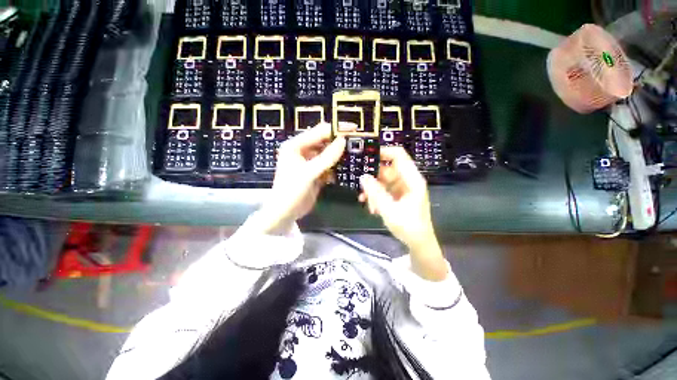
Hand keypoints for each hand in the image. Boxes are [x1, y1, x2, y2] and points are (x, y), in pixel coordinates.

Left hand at [258, 123, 345, 233]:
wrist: (285, 213)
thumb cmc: (292, 190)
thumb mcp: (309, 173)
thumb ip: (327, 157)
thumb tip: (343, 140)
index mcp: (296, 145)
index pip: (319, 131)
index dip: (336, 129)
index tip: (353, 129)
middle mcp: (302, 151)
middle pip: (324, 142)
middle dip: (339, 143)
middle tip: (356, 143)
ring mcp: (309, 162)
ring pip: (328, 154)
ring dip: (338, 156)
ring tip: (353, 155)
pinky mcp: (315, 172)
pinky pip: (328, 166)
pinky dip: (335, 168)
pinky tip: (343, 170)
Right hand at [359, 147, 447, 280]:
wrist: (419, 244)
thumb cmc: (408, 227)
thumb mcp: (389, 210)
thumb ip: (375, 193)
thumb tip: (362, 177)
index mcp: (412, 180)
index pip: (398, 156)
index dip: (383, 152)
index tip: (365, 156)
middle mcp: (408, 181)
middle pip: (387, 169)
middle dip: (373, 177)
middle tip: (359, 184)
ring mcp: (402, 188)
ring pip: (383, 181)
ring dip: (372, 189)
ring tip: (364, 200)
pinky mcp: (398, 196)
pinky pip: (384, 190)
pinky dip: (376, 196)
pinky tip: (371, 207)